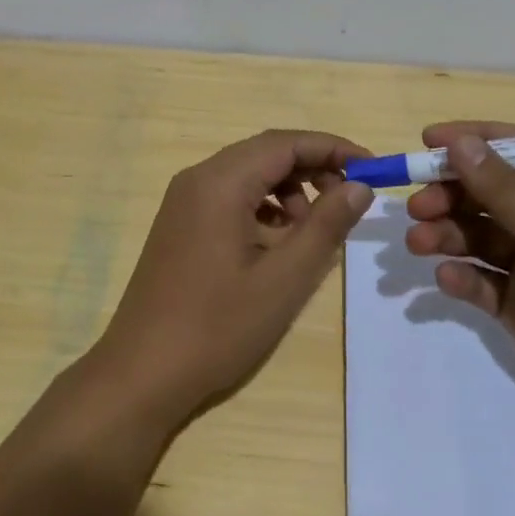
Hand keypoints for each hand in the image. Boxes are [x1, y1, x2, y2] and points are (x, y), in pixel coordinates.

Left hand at [92, 130, 373, 432]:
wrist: (141, 372)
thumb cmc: (217, 326)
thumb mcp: (284, 279)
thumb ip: (325, 226)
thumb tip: (359, 187)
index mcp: (220, 182)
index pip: (285, 143)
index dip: (332, 149)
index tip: (372, 169)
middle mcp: (197, 179)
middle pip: (265, 153)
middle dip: (312, 169)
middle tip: (349, 201)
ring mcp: (183, 201)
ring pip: (247, 175)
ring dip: (287, 191)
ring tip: (312, 233)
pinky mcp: (180, 224)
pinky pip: (229, 198)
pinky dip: (262, 209)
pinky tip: (277, 246)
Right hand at [405, 121, 514, 453]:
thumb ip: (504, 190)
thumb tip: (459, 143)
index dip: (472, 142)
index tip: (427, 141)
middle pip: (487, 193)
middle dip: (449, 195)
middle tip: (416, 207)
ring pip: (477, 237)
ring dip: (446, 235)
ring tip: (420, 243)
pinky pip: (482, 281)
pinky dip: (461, 278)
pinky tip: (449, 281)